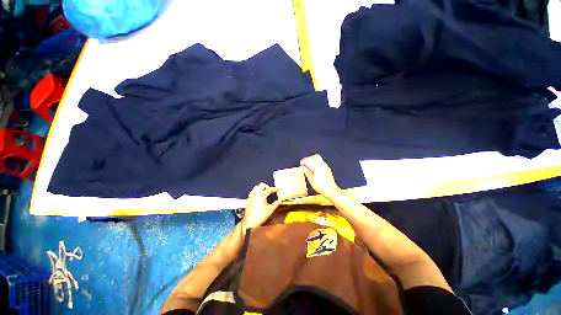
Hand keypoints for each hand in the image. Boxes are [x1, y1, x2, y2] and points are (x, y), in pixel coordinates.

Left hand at [242, 182, 280, 230]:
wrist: (250, 222)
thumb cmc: (259, 217)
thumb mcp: (270, 209)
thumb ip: (277, 203)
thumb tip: (281, 199)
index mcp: (261, 196)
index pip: (269, 189)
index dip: (275, 189)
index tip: (278, 189)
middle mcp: (255, 194)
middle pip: (262, 185)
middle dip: (268, 186)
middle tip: (272, 190)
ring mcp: (251, 196)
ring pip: (257, 187)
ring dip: (262, 188)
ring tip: (266, 192)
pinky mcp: (249, 199)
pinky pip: (253, 191)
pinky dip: (257, 191)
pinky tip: (260, 195)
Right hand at [300, 154, 340, 198]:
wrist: (331, 190)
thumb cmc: (322, 186)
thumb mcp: (311, 180)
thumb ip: (307, 172)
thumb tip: (303, 168)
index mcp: (318, 166)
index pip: (310, 159)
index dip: (304, 161)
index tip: (301, 163)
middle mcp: (323, 164)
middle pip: (314, 157)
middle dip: (308, 159)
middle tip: (304, 163)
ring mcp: (326, 166)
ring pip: (318, 158)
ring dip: (313, 160)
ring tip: (308, 166)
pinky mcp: (327, 169)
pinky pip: (321, 162)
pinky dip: (316, 163)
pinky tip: (313, 169)